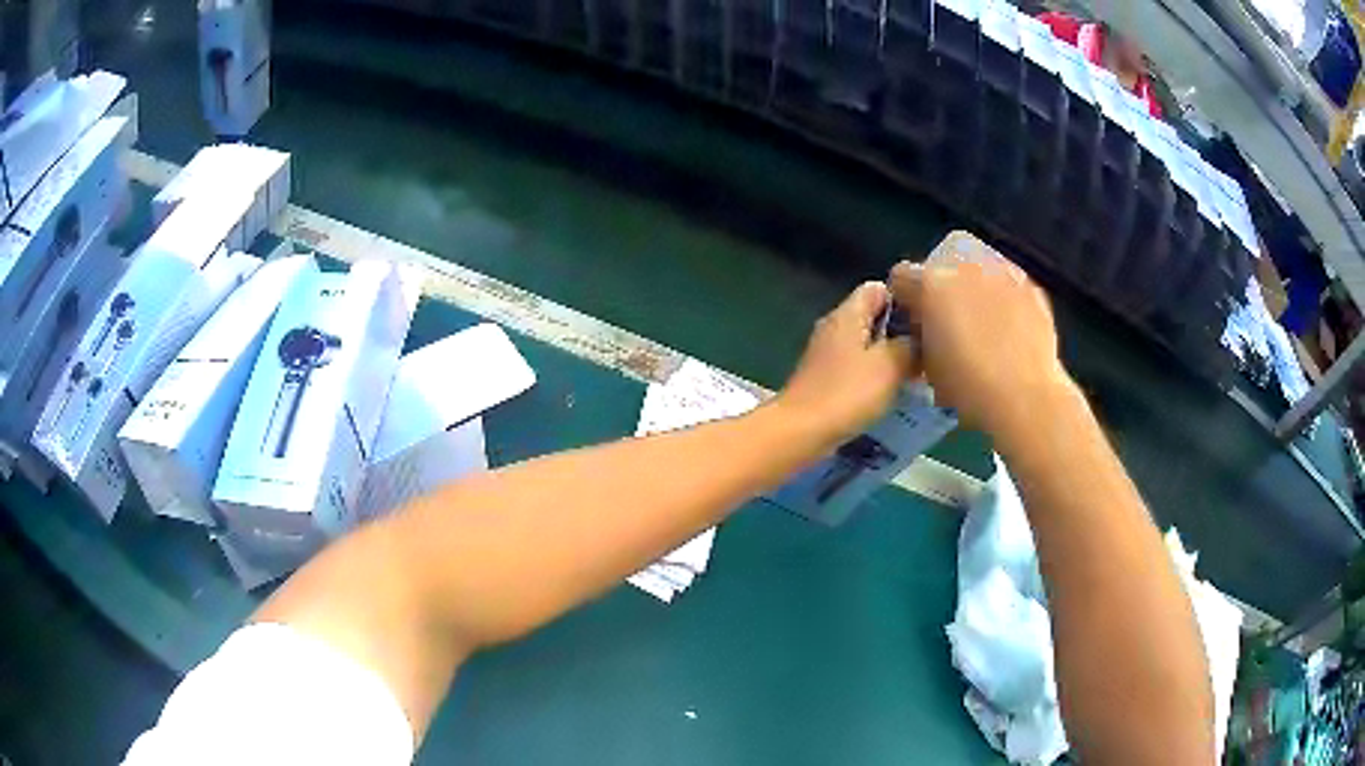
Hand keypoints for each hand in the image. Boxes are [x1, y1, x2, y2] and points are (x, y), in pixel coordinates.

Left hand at [778, 282, 914, 447]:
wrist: (800, 431)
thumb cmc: (847, 393)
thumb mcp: (890, 366)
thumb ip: (910, 346)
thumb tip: (919, 339)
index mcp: (848, 314)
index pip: (878, 288)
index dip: (904, 299)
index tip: (926, 320)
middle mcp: (834, 327)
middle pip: (873, 316)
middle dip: (900, 332)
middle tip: (928, 351)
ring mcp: (827, 353)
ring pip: (866, 344)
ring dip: (889, 357)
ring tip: (916, 374)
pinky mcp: (824, 378)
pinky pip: (856, 367)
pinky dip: (874, 376)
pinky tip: (891, 394)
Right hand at [890, 231, 1071, 434]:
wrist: (1027, 397)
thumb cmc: (969, 388)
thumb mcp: (927, 366)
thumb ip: (921, 335)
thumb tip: (926, 329)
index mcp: (930, 284)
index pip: (901, 276)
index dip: (905, 300)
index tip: (914, 321)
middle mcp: (964, 266)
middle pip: (941, 262)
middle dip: (941, 285)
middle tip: (948, 317)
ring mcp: (1001, 271)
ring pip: (978, 265)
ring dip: (973, 286)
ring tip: (982, 320)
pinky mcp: (1030, 285)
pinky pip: (1008, 283)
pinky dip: (1003, 298)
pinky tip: (1009, 327)